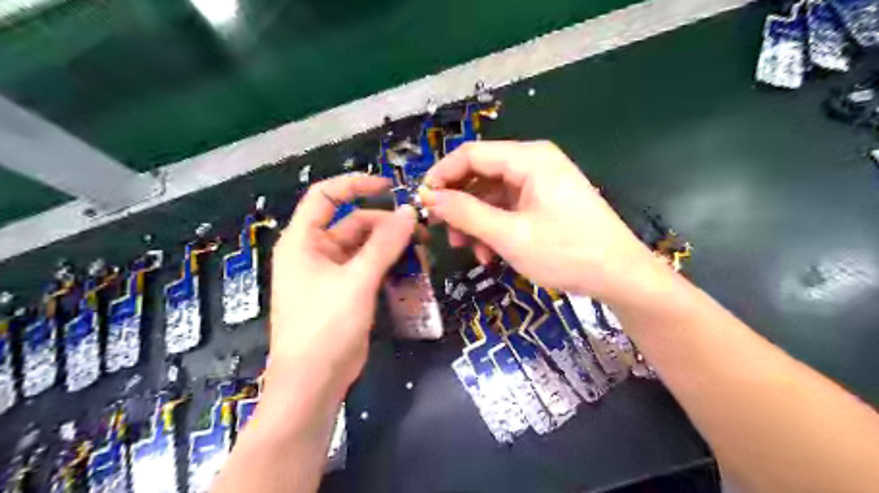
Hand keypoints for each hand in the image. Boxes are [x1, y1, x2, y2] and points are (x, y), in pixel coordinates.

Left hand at [267, 174, 417, 399]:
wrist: (314, 383)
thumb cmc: (326, 327)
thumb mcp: (357, 281)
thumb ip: (384, 245)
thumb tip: (409, 213)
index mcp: (303, 241)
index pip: (326, 196)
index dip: (356, 185)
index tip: (390, 187)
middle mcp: (315, 252)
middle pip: (354, 223)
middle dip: (387, 225)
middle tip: (421, 232)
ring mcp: (331, 273)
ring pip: (366, 247)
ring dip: (392, 247)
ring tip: (421, 252)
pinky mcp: (346, 291)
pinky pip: (369, 267)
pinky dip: (388, 265)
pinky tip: (410, 270)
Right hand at [421, 138, 661, 299]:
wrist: (620, 276)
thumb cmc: (566, 252)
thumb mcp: (509, 235)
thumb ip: (466, 213)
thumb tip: (429, 197)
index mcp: (529, 159)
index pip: (471, 154)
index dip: (442, 175)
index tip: (423, 202)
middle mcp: (534, 164)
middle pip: (481, 175)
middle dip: (460, 205)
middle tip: (445, 233)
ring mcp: (541, 184)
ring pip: (493, 196)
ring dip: (476, 222)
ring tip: (469, 251)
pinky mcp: (545, 203)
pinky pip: (509, 209)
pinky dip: (495, 228)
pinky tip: (491, 254)